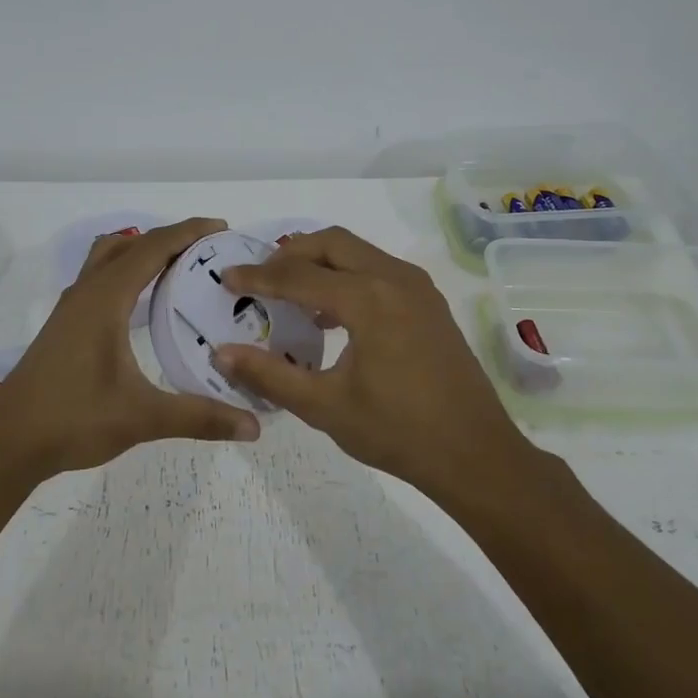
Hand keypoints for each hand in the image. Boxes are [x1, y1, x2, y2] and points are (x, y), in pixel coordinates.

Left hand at [0, 216, 261, 477]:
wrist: (7, 442)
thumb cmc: (72, 420)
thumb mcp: (142, 417)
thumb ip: (199, 417)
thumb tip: (253, 427)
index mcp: (105, 300)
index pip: (152, 248)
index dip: (188, 232)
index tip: (222, 228)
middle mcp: (86, 293)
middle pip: (130, 244)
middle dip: (170, 238)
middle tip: (208, 249)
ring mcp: (71, 308)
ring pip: (108, 258)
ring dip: (143, 251)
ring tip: (179, 268)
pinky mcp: (64, 325)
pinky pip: (101, 278)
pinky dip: (127, 272)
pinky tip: (144, 303)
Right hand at [213, 227, 527, 493]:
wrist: (475, 454)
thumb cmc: (397, 432)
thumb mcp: (324, 407)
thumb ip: (269, 375)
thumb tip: (222, 353)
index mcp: (369, 298)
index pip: (299, 275)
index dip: (258, 276)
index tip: (227, 278)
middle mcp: (395, 279)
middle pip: (332, 243)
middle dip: (291, 254)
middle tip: (260, 278)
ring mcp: (418, 288)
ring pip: (359, 252)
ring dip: (321, 262)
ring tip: (290, 293)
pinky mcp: (429, 303)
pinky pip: (379, 270)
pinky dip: (348, 276)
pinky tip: (331, 314)